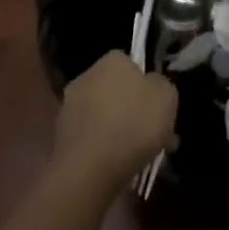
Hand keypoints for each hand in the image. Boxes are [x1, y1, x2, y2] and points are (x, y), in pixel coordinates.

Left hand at [54, 52, 178, 190]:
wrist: (90, 169)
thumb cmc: (134, 124)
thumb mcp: (167, 97)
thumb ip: (161, 85)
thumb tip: (152, 84)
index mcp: (111, 61)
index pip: (130, 63)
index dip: (146, 83)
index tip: (158, 104)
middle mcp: (86, 77)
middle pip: (116, 90)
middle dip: (133, 109)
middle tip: (154, 132)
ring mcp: (69, 107)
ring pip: (104, 115)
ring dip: (120, 129)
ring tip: (141, 154)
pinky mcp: (61, 136)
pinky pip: (92, 137)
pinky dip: (105, 147)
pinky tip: (120, 164)